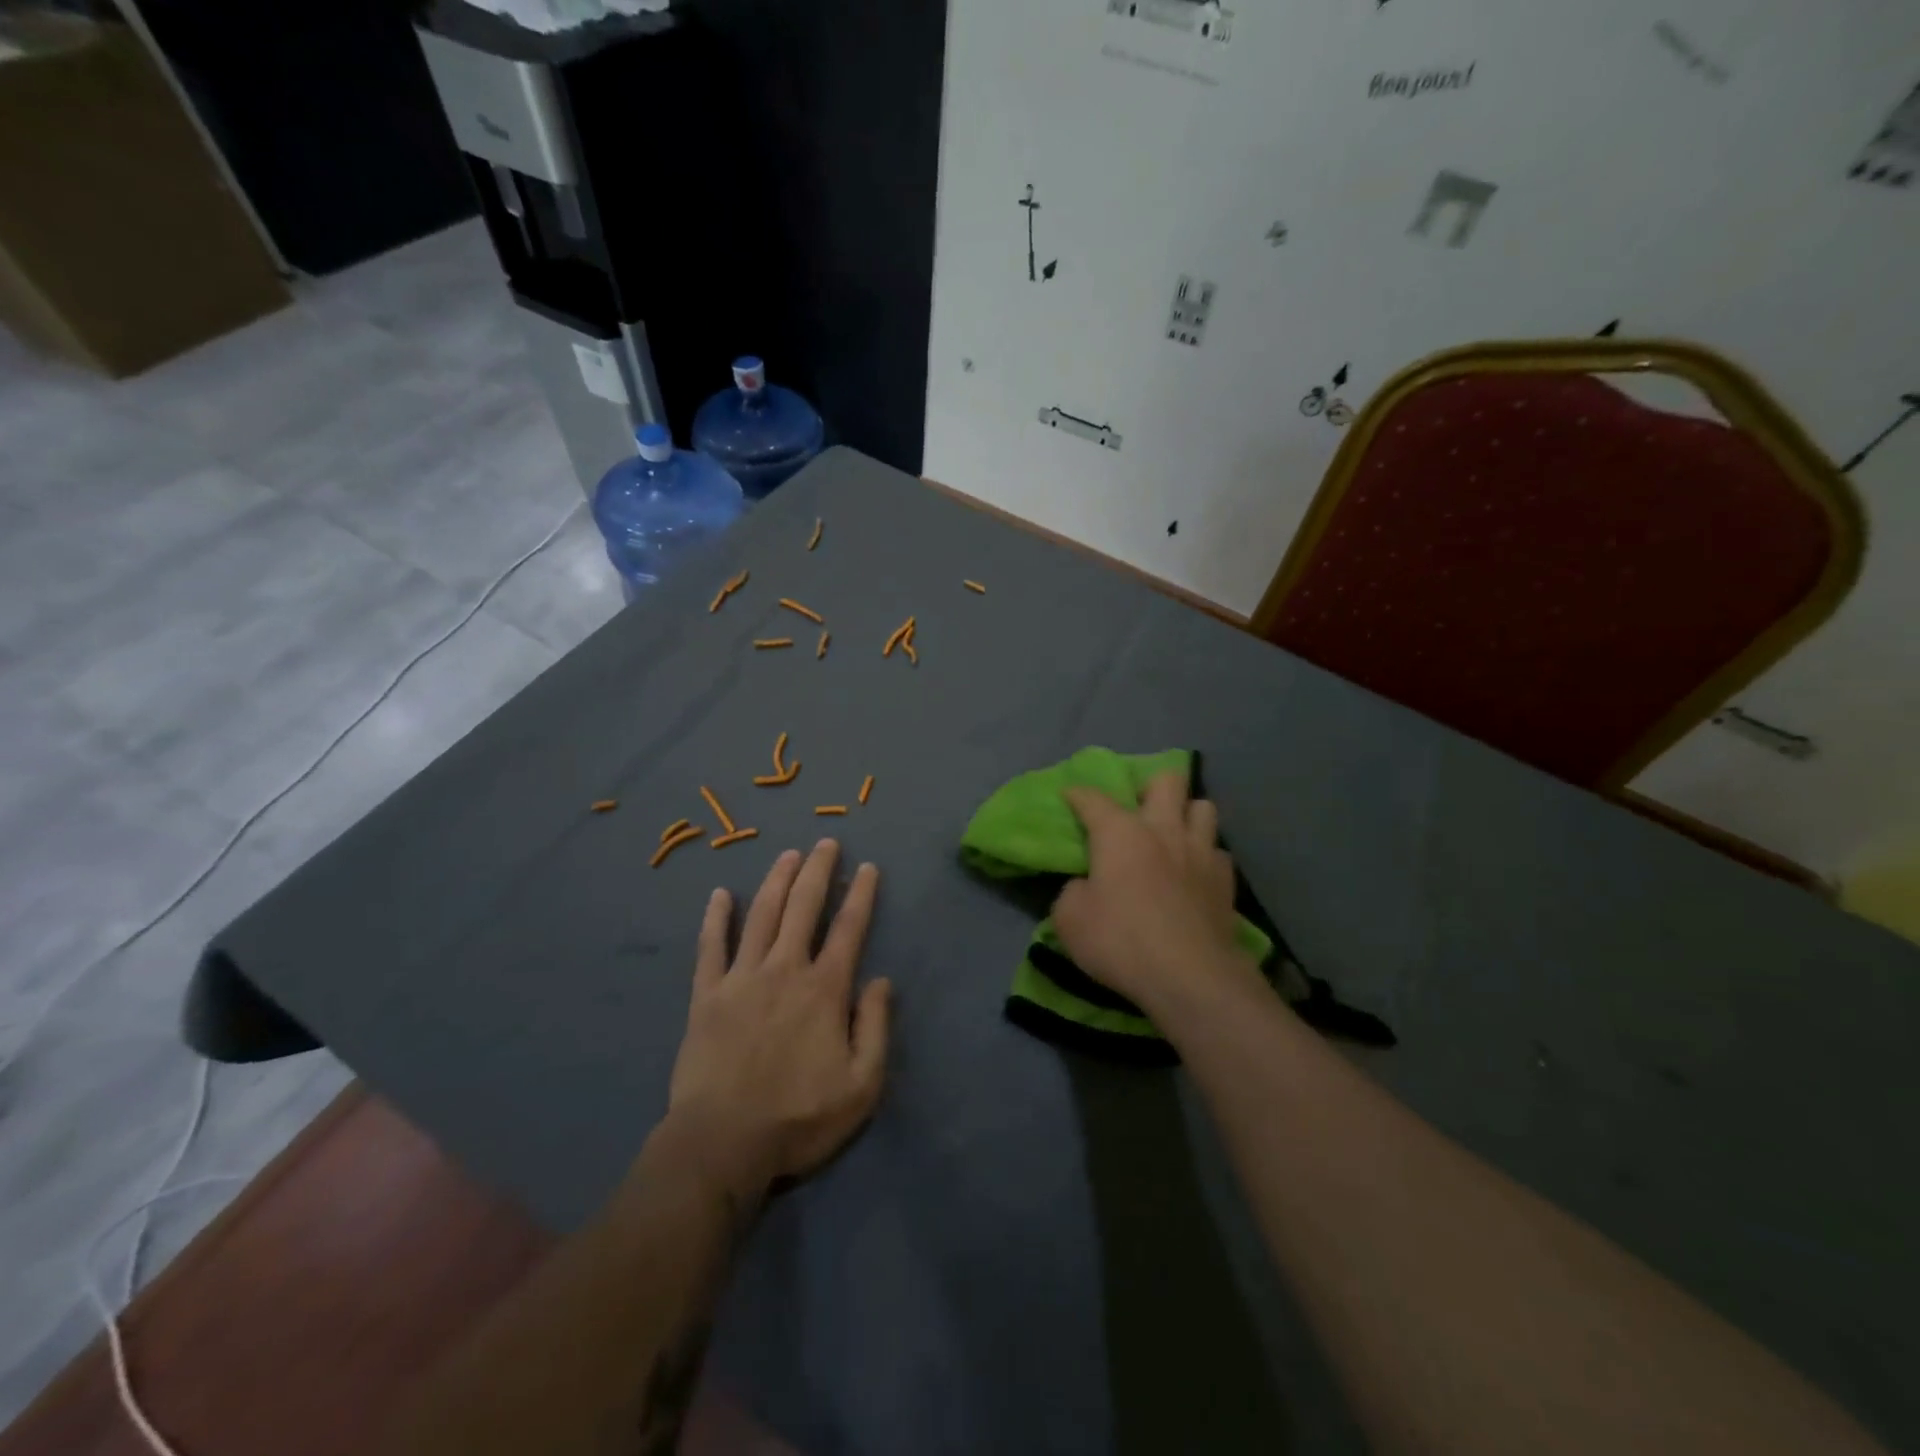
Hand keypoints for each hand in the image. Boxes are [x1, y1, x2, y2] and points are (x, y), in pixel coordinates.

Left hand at [661, 841, 891, 1209]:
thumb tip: (882, 980)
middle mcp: (784, 970)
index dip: (861, 895)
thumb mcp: (861, 1086)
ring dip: (776, 881)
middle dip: (818, 871)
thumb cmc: (798, 1118)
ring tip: (788, 855)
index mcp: (824, 989)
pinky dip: (715, 918)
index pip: (849, 929)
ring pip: (761, 915)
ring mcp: (741, 978)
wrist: (722, 1144)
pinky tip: (719, 894)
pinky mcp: (706, 996)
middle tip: (826, 843)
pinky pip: (710, 947)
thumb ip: (875, 1027)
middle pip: (803, 908)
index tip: (868, 868)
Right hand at [1052, 771, 1261, 1015]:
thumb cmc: (1121, 941)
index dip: (1078, 794)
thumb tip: (1087, 885)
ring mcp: (1201, 852)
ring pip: (1203, 807)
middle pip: (1168, 781)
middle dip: (1151, 787)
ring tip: (1174, 835)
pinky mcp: (1226, 880)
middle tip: (1139, 811)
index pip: (1093, 799)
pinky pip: (1218, 851)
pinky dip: (1205, 855)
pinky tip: (1195, 872)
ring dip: (1187, 814)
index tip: (1070, 796)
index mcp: (1120, 833)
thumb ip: (1073, 892)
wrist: (1190, 977)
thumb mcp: (1070, 920)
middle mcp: (1163, 830)